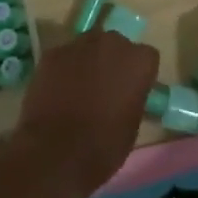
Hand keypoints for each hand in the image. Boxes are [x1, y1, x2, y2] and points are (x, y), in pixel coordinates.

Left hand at [9, 30, 159, 197]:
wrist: (55, 154)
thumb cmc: (103, 146)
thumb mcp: (132, 124)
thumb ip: (132, 97)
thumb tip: (124, 93)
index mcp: (138, 61)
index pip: (146, 57)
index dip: (138, 74)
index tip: (131, 91)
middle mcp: (111, 43)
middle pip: (115, 45)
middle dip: (112, 61)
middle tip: (105, 87)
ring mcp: (78, 45)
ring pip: (88, 46)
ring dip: (87, 61)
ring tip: (78, 89)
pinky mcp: (51, 54)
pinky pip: (64, 57)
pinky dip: (63, 69)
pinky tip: (57, 92)